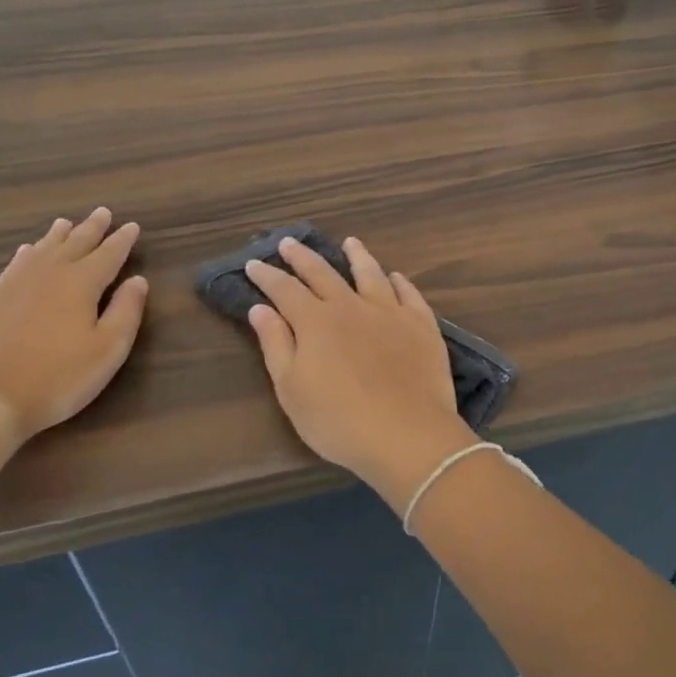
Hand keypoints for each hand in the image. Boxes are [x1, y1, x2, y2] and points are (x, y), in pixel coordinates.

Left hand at [0, 209, 147, 450]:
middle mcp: (50, 274)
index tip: (132, 226)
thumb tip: (138, 280)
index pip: (108, 254)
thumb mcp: (107, 350)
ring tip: (66, 223)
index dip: (122, 240)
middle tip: (103, 212)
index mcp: (81, 283)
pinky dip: (26, 253)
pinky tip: (25, 251)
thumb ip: (126, 311)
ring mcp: (17, 285)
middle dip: (92, 228)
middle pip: (75, 243)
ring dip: (58, 235)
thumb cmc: (58, 377)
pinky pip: (15, 265)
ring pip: (43, 249)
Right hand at [245, 237, 472, 512]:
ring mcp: (390, 312)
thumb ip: (276, 344)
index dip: (267, 276)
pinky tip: (395, 277)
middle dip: (302, 256)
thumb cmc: (339, 421)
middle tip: (290, 242)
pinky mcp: (421, 325)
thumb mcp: (292, 390)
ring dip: (357, 255)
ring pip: (370, 274)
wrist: (407, 434)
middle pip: (323, 273)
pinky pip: (408, 294)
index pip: (284, 289)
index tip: (254, 263)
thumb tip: (260, 308)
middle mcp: (351, 306)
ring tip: (350, 242)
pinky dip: (399, 282)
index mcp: (316, 321)